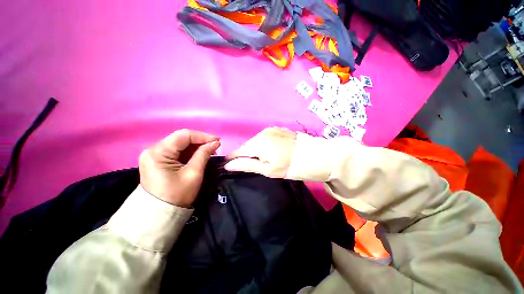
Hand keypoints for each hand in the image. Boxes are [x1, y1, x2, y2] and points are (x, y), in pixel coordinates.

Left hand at [139, 129, 219, 206]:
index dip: (203, 136)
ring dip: (196, 147)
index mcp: (158, 152)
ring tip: (210, 152)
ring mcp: (154, 155)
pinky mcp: (157, 160)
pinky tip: (199, 156)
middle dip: (200, 141)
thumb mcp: (193, 173)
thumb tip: (215, 143)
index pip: (184, 135)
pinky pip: (176, 151)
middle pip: (181, 138)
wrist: (160, 215)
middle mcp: (153, 150)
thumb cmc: (177, 195)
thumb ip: (204, 154)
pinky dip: (190, 152)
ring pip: (180, 144)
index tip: (218, 141)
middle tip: (215, 147)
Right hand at [225, 127, 295, 177]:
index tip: (228, 162)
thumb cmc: (288, 166)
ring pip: (256, 140)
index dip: (233, 157)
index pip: (240, 150)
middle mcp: (262, 133)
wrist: (310, 155)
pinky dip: (263, 143)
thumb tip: (228, 165)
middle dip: (247, 153)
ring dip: (256, 148)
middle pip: (248, 145)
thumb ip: (247, 165)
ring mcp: (270, 129)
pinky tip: (271, 150)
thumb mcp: (267, 169)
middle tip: (252, 163)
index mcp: (259, 143)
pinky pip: (264, 136)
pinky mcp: (277, 128)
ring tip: (264, 157)